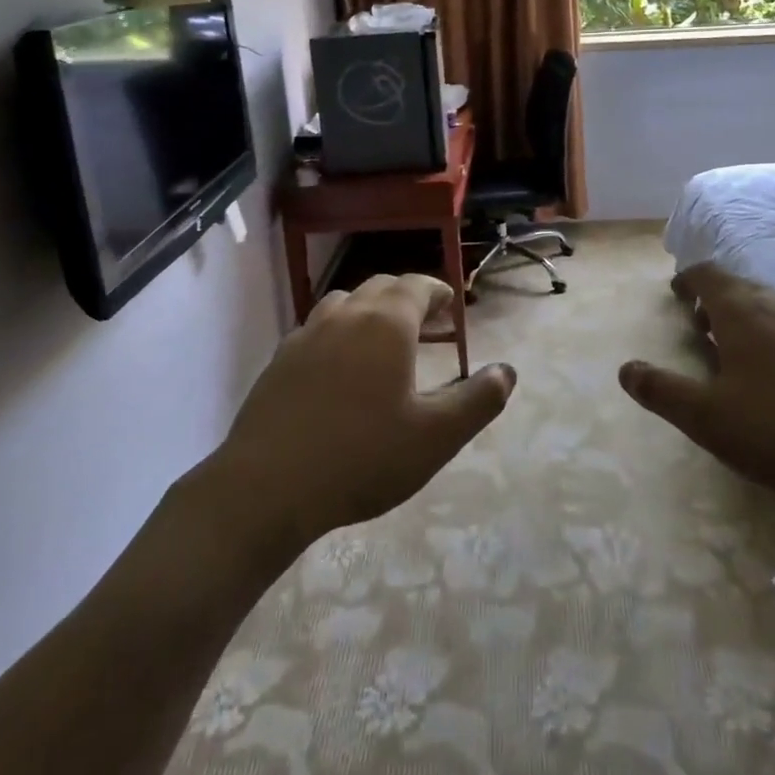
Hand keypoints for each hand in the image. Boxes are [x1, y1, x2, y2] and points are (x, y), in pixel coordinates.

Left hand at [214, 274, 515, 549]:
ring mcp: (306, 336)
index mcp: (386, 324)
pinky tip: (339, 369)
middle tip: (427, 324)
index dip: (437, 291)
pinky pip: (317, 330)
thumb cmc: (363, 457)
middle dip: (407, 298)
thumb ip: (478, 400)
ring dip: (370, 311)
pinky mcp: (279, 361)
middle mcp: (345, 316)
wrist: (267, 488)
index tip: (450, 306)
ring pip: (344, 304)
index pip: (416, 286)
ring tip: (383, 340)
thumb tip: (506, 371)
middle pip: (381, 288)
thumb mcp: (436, 436)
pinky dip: (338, 333)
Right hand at [618, 262, 774, 508]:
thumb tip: (625, 368)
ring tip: (735, 352)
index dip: (688, 280)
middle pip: (741, 288)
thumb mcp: (708, 417)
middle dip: (716, 300)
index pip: (708, 275)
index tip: (677, 293)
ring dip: (747, 320)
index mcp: (742, 312)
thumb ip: (662, 391)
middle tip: (700, 325)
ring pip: (772, 309)